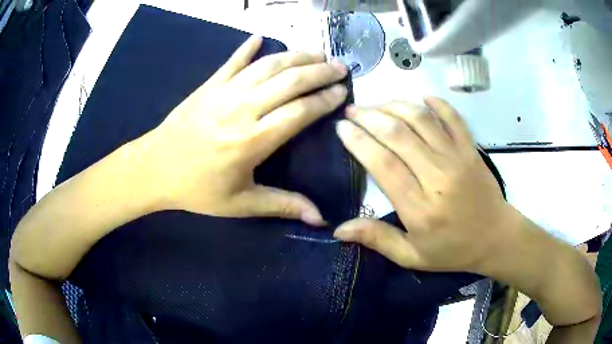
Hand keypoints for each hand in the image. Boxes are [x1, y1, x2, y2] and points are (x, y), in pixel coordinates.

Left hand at [138, 36, 347, 224]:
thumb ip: (283, 205)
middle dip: (320, 71)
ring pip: (268, 65)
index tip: (343, 92)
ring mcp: (225, 92)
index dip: (325, 99)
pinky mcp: (209, 85)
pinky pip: (232, 61)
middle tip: (340, 67)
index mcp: (253, 140)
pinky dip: (247, 47)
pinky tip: (259, 36)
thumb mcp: (241, 204)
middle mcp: (243, 109)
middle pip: (290, 81)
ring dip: (296, 55)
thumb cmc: (198, 189)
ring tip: (317, 51)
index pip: (300, 111)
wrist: (155, 169)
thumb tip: (320, 220)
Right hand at [334, 98, 513, 272]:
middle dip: (370, 117)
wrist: (495, 238)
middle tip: (352, 110)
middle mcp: (438, 177)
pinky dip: (437, 103)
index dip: (359, 142)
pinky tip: (422, 98)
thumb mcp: (412, 256)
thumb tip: (339, 230)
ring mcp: (457, 158)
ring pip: (422, 120)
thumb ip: (378, 240)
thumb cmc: (452, 250)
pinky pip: (453, 117)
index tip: (342, 127)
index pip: (383, 165)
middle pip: (398, 135)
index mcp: (420, 208)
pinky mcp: (471, 149)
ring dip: (395, 106)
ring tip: (377, 103)